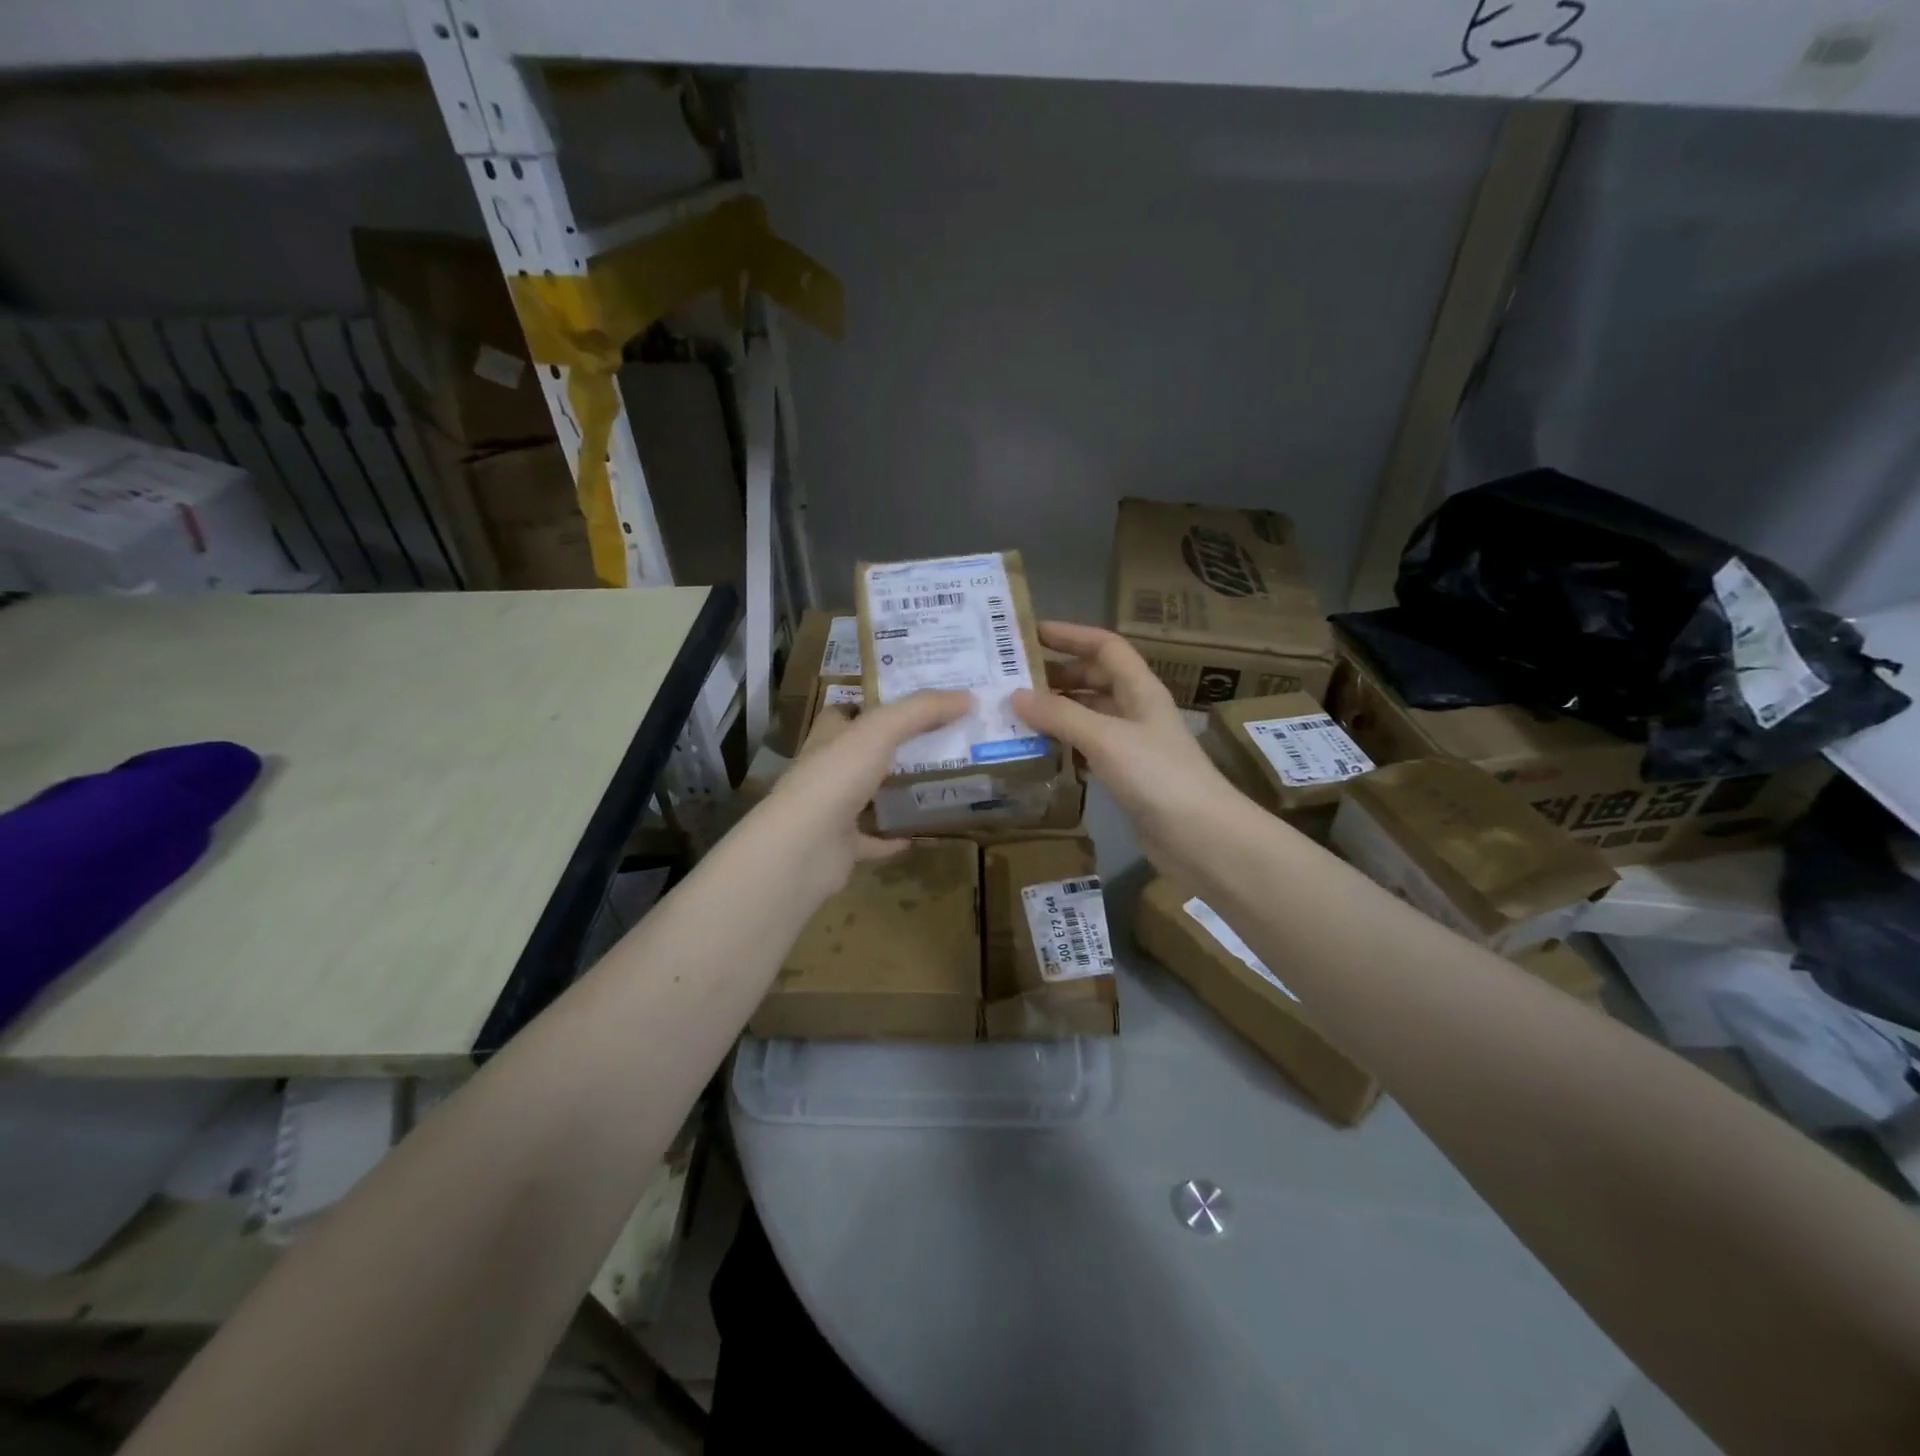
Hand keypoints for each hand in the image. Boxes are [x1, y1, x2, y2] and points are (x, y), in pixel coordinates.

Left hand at [758, 689, 970, 897]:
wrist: (804, 847)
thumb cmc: (837, 777)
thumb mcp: (881, 730)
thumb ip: (921, 711)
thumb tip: (968, 696)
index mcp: (830, 737)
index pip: (850, 712)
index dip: (879, 704)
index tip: (920, 703)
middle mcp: (828, 769)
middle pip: (866, 753)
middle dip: (899, 748)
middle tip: (946, 741)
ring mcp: (833, 810)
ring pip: (871, 795)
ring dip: (899, 791)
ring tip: (942, 783)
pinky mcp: (843, 846)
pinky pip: (875, 839)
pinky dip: (897, 836)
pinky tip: (926, 833)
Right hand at [1011, 623, 1251, 883]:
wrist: (1200, 836)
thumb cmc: (1157, 775)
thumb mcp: (1105, 738)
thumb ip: (1060, 715)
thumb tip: (1015, 695)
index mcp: (1140, 689)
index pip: (1105, 646)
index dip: (1070, 635)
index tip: (1030, 634)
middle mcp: (1137, 710)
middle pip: (1095, 679)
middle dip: (1057, 676)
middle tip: (1014, 682)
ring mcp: (1134, 744)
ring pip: (1090, 716)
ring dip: (1058, 713)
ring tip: (1017, 716)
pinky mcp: (1128, 776)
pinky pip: (1091, 749)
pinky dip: (1066, 746)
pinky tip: (1041, 753)